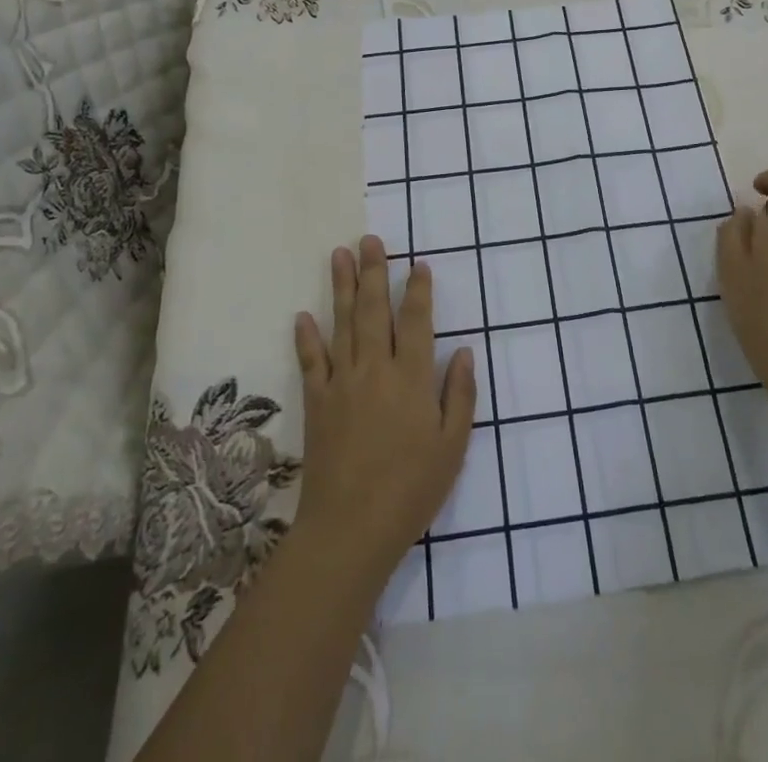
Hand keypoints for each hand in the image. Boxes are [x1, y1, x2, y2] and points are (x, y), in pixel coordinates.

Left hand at [291, 236, 474, 588]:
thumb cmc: (411, 488)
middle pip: (375, 310)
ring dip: (341, 287)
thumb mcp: (453, 445)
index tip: (418, 264)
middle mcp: (376, 369)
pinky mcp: (317, 403)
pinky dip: (306, 338)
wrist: (350, 528)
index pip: (417, 321)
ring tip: (339, 254)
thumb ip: (460, 394)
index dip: (418, 290)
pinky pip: (311, 362)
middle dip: (374, 272)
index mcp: (412, 377)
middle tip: (370, 240)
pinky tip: (302, 315)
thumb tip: (465, 351)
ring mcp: (342, 383)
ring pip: (342, 324)